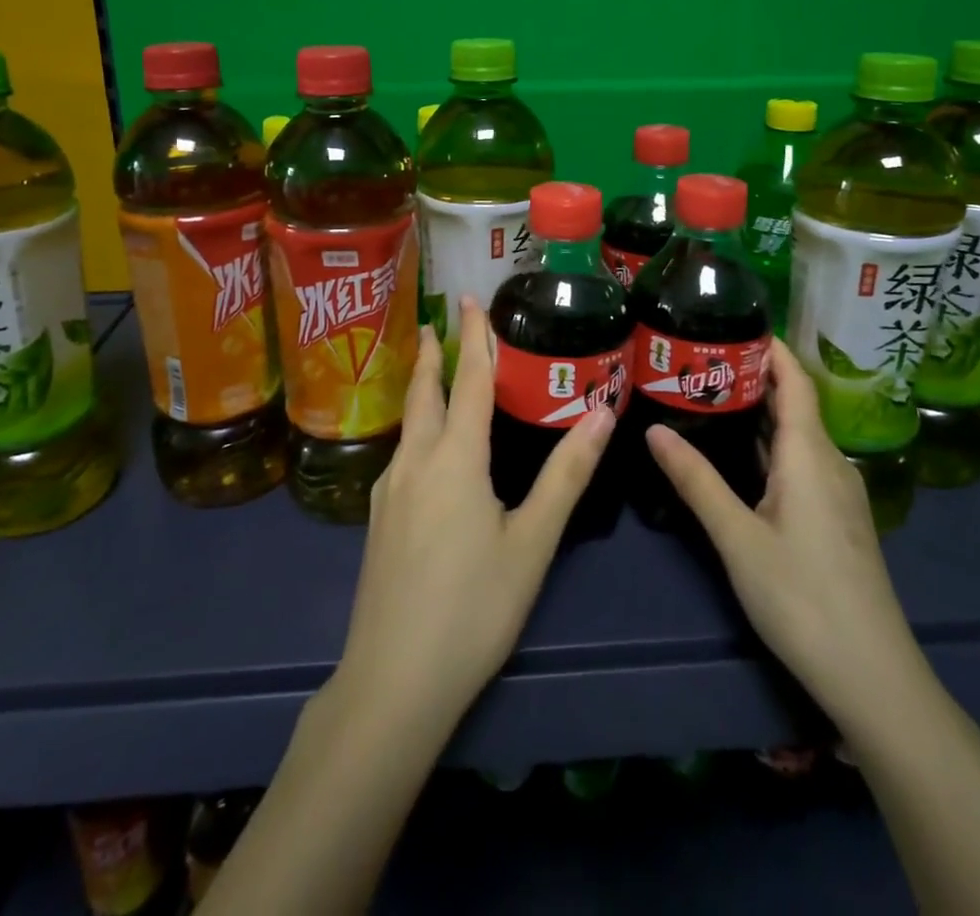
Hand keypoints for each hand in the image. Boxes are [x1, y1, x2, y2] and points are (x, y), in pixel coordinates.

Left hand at [328, 296, 615, 738]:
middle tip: (435, 323)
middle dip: (430, 354)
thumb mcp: (532, 541)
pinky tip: (429, 451)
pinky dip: (419, 429)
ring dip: (422, 390)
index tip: (467, 299)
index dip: (472, 337)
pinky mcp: (378, 520)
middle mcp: (415, 462)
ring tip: (435, 375)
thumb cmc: (474, 607)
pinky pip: (402, 454)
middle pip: (423, 392)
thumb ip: (567, 474)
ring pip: (409, 424)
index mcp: (454, 458)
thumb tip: (601, 413)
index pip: (467, 380)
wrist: (393, 680)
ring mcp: (388, 491)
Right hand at [644, 340, 925, 726]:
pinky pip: (800, 461)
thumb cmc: (803, 598)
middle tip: (701, 357)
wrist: (873, 676)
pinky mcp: (835, 519)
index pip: (796, 381)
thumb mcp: (738, 537)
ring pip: (796, 435)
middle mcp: (829, 463)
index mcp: (810, 455)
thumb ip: (696, 481)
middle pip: (795, 404)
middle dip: (754, 375)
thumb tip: (653, 430)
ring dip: (759, 411)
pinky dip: (769, 444)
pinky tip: (738, 454)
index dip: (772, 348)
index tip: (734, 320)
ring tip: (709, 395)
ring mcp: (837, 493)